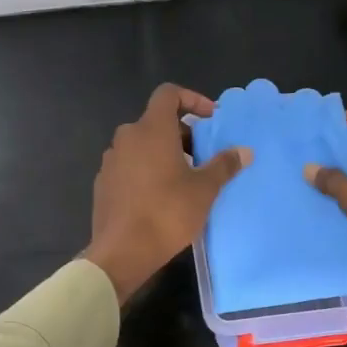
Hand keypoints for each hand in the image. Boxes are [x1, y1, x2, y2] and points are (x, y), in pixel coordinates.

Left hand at [82, 84, 251, 304]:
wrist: (122, 251)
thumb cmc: (167, 212)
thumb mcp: (204, 189)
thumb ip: (223, 165)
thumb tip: (244, 151)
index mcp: (151, 129)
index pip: (168, 94)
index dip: (192, 99)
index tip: (211, 119)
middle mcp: (127, 137)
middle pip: (156, 121)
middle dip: (182, 133)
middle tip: (202, 155)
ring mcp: (111, 160)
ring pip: (141, 144)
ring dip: (163, 152)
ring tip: (184, 177)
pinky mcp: (103, 183)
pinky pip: (129, 165)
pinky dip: (146, 170)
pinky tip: (160, 195)